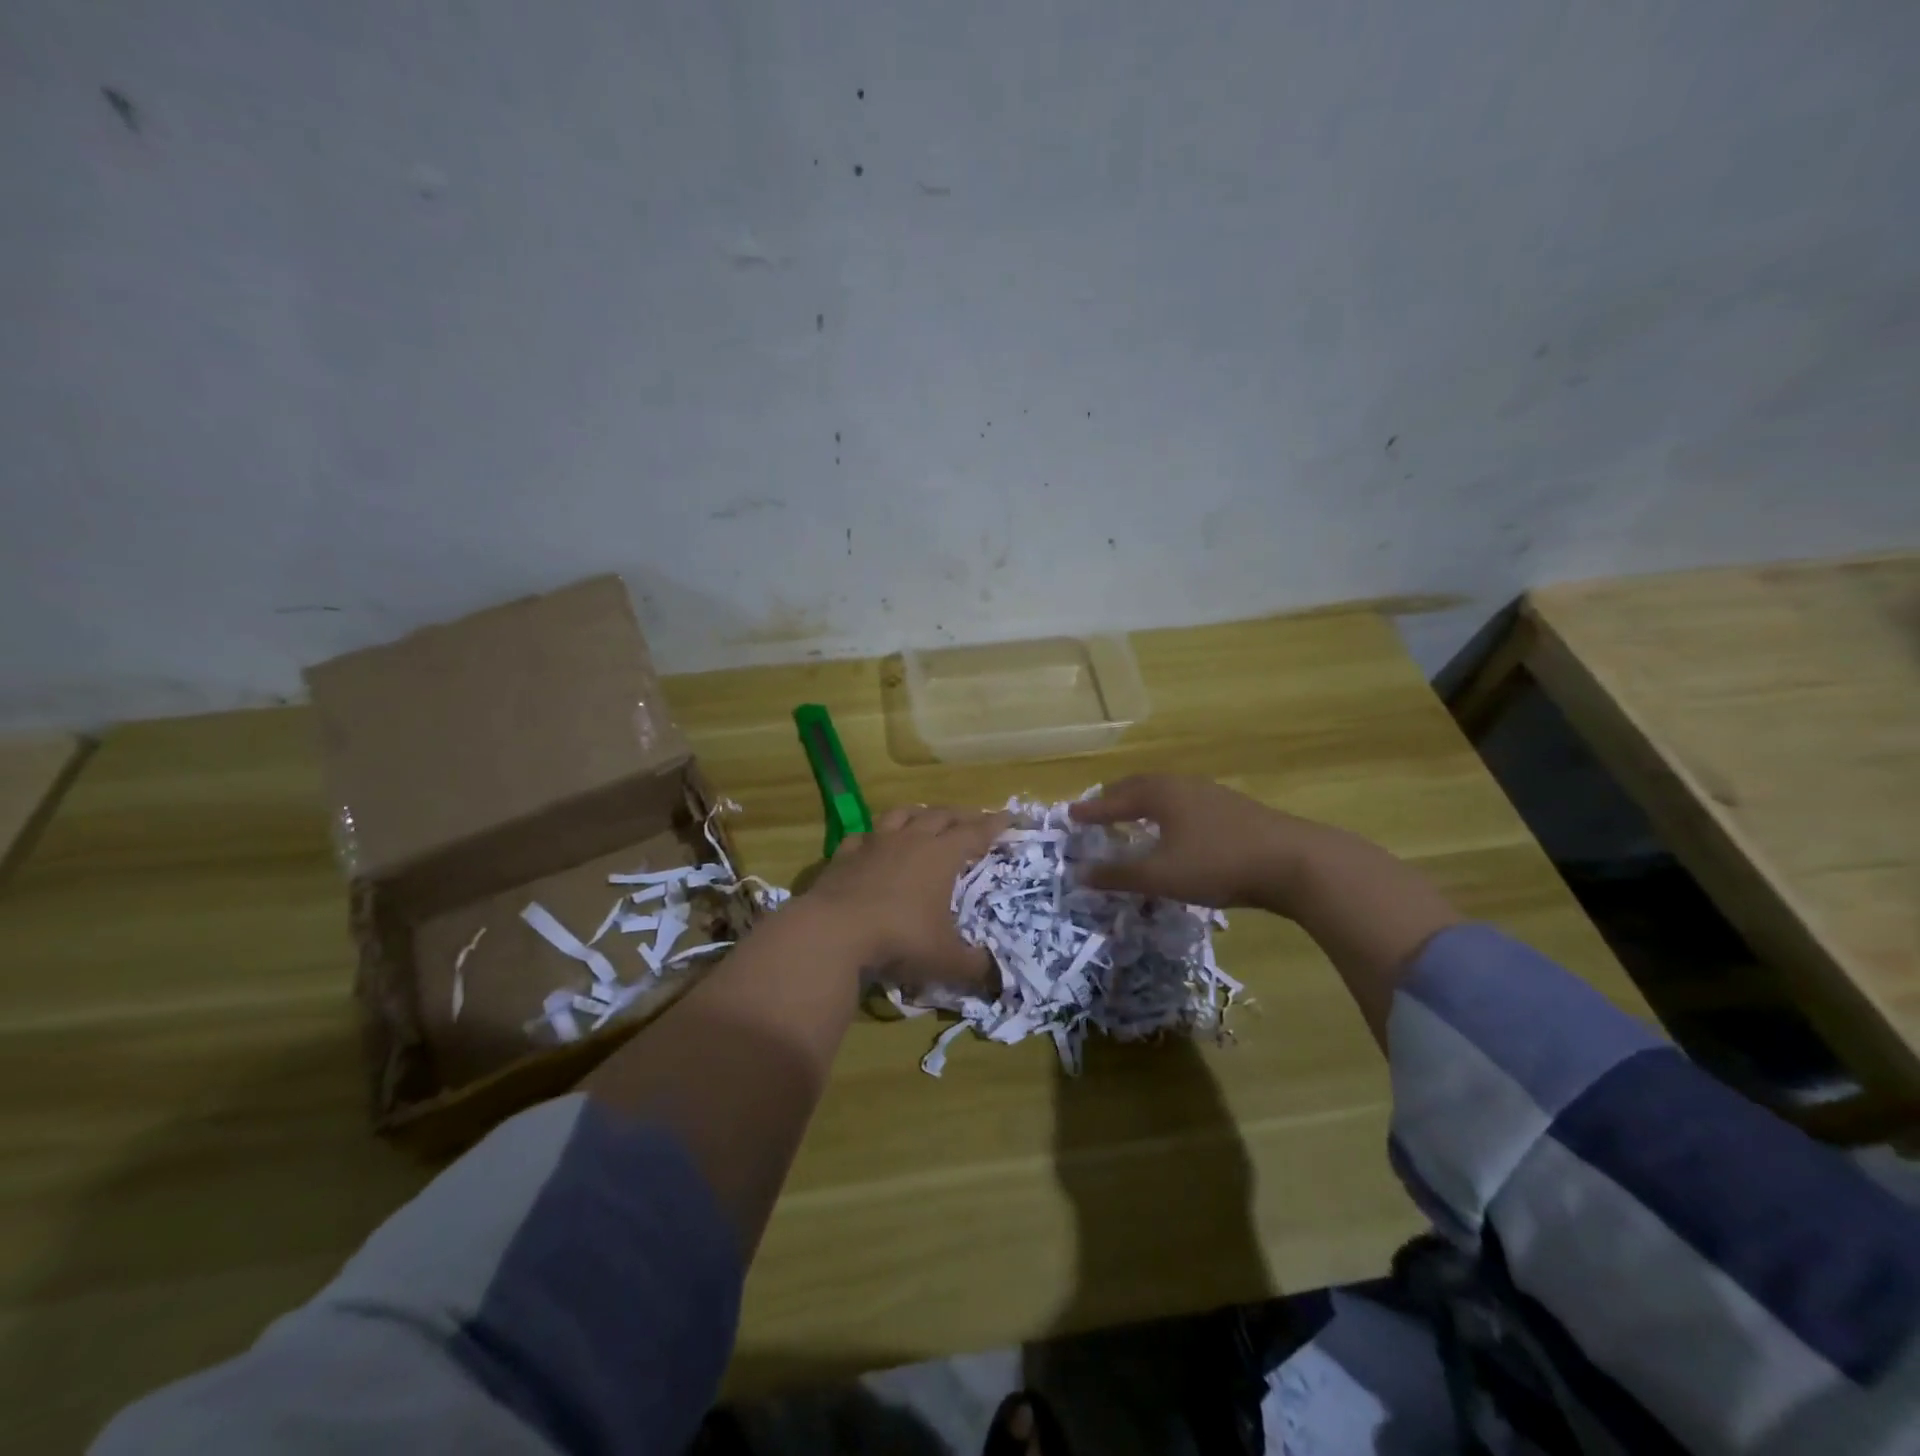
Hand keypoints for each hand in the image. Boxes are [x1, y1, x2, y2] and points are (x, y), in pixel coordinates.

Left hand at [803, 806, 1009, 994]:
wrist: (835, 931)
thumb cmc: (900, 939)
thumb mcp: (945, 959)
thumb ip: (974, 967)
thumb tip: (997, 978)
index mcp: (941, 856)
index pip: (975, 832)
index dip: (995, 824)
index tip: (1010, 817)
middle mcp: (911, 839)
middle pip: (941, 815)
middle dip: (961, 815)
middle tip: (973, 818)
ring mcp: (875, 843)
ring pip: (902, 814)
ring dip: (919, 813)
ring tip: (926, 816)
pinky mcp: (845, 853)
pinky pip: (863, 835)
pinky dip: (874, 836)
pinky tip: (873, 842)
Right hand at [1069, 774, 1317, 910]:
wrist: (1294, 862)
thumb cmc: (1217, 863)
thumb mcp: (1160, 875)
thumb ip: (1118, 874)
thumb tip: (1080, 873)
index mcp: (1160, 794)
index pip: (1115, 799)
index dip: (1091, 810)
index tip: (1070, 814)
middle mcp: (1183, 786)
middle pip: (1140, 786)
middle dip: (1116, 798)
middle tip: (1099, 809)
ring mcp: (1212, 794)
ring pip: (1166, 793)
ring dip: (1144, 803)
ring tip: (1133, 816)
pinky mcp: (1234, 809)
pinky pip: (1185, 803)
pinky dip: (1167, 812)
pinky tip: (1176, 830)